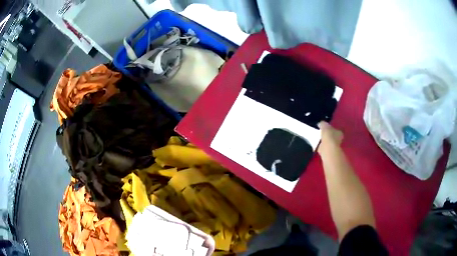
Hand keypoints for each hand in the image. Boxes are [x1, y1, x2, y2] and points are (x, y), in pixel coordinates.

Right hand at [317, 121, 342, 154]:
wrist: (327, 148)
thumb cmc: (328, 135)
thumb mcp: (324, 125)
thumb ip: (322, 124)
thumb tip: (320, 123)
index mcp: (339, 132)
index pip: (336, 129)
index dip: (331, 128)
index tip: (326, 128)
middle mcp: (338, 140)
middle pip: (332, 136)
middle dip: (328, 135)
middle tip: (321, 133)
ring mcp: (333, 147)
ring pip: (328, 142)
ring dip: (324, 141)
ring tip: (318, 138)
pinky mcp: (328, 151)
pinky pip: (323, 147)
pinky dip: (320, 146)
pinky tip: (316, 144)